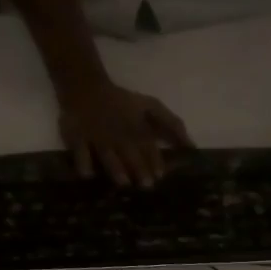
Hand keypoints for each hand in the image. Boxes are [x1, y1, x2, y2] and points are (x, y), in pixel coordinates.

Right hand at [57, 76, 192, 186]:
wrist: (84, 85)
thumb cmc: (123, 102)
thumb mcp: (150, 106)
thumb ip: (172, 124)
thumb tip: (193, 147)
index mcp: (136, 128)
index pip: (148, 146)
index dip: (154, 160)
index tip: (160, 175)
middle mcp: (118, 135)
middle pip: (129, 153)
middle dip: (138, 167)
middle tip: (146, 184)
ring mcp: (97, 137)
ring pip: (107, 154)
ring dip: (116, 168)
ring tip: (123, 182)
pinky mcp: (77, 137)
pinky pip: (79, 150)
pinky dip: (83, 162)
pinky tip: (87, 174)